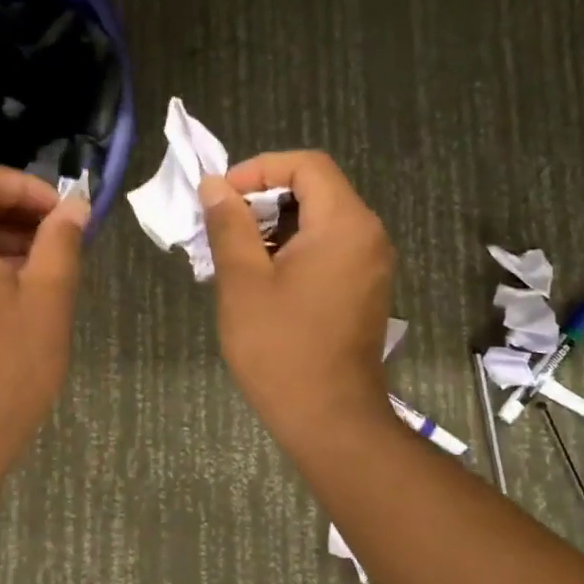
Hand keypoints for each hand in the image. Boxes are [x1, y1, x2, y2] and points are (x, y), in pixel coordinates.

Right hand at [199, 152, 395, 450]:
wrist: (330, 419)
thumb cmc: (281, 348)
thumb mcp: (243, 281)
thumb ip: (229, 225)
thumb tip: (214, 186)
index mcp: (344, 224)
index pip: (306, 164)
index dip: (259, 169)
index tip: (222, 197)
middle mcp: (367, 234)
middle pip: (314, 189)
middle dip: (263, 198)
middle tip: (222, 227)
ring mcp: (370, 263)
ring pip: (318, 220)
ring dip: (274, 226)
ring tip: (234, 254)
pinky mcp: (363, 288)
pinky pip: (327, 247)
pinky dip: (292, 248)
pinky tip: (259, 277)